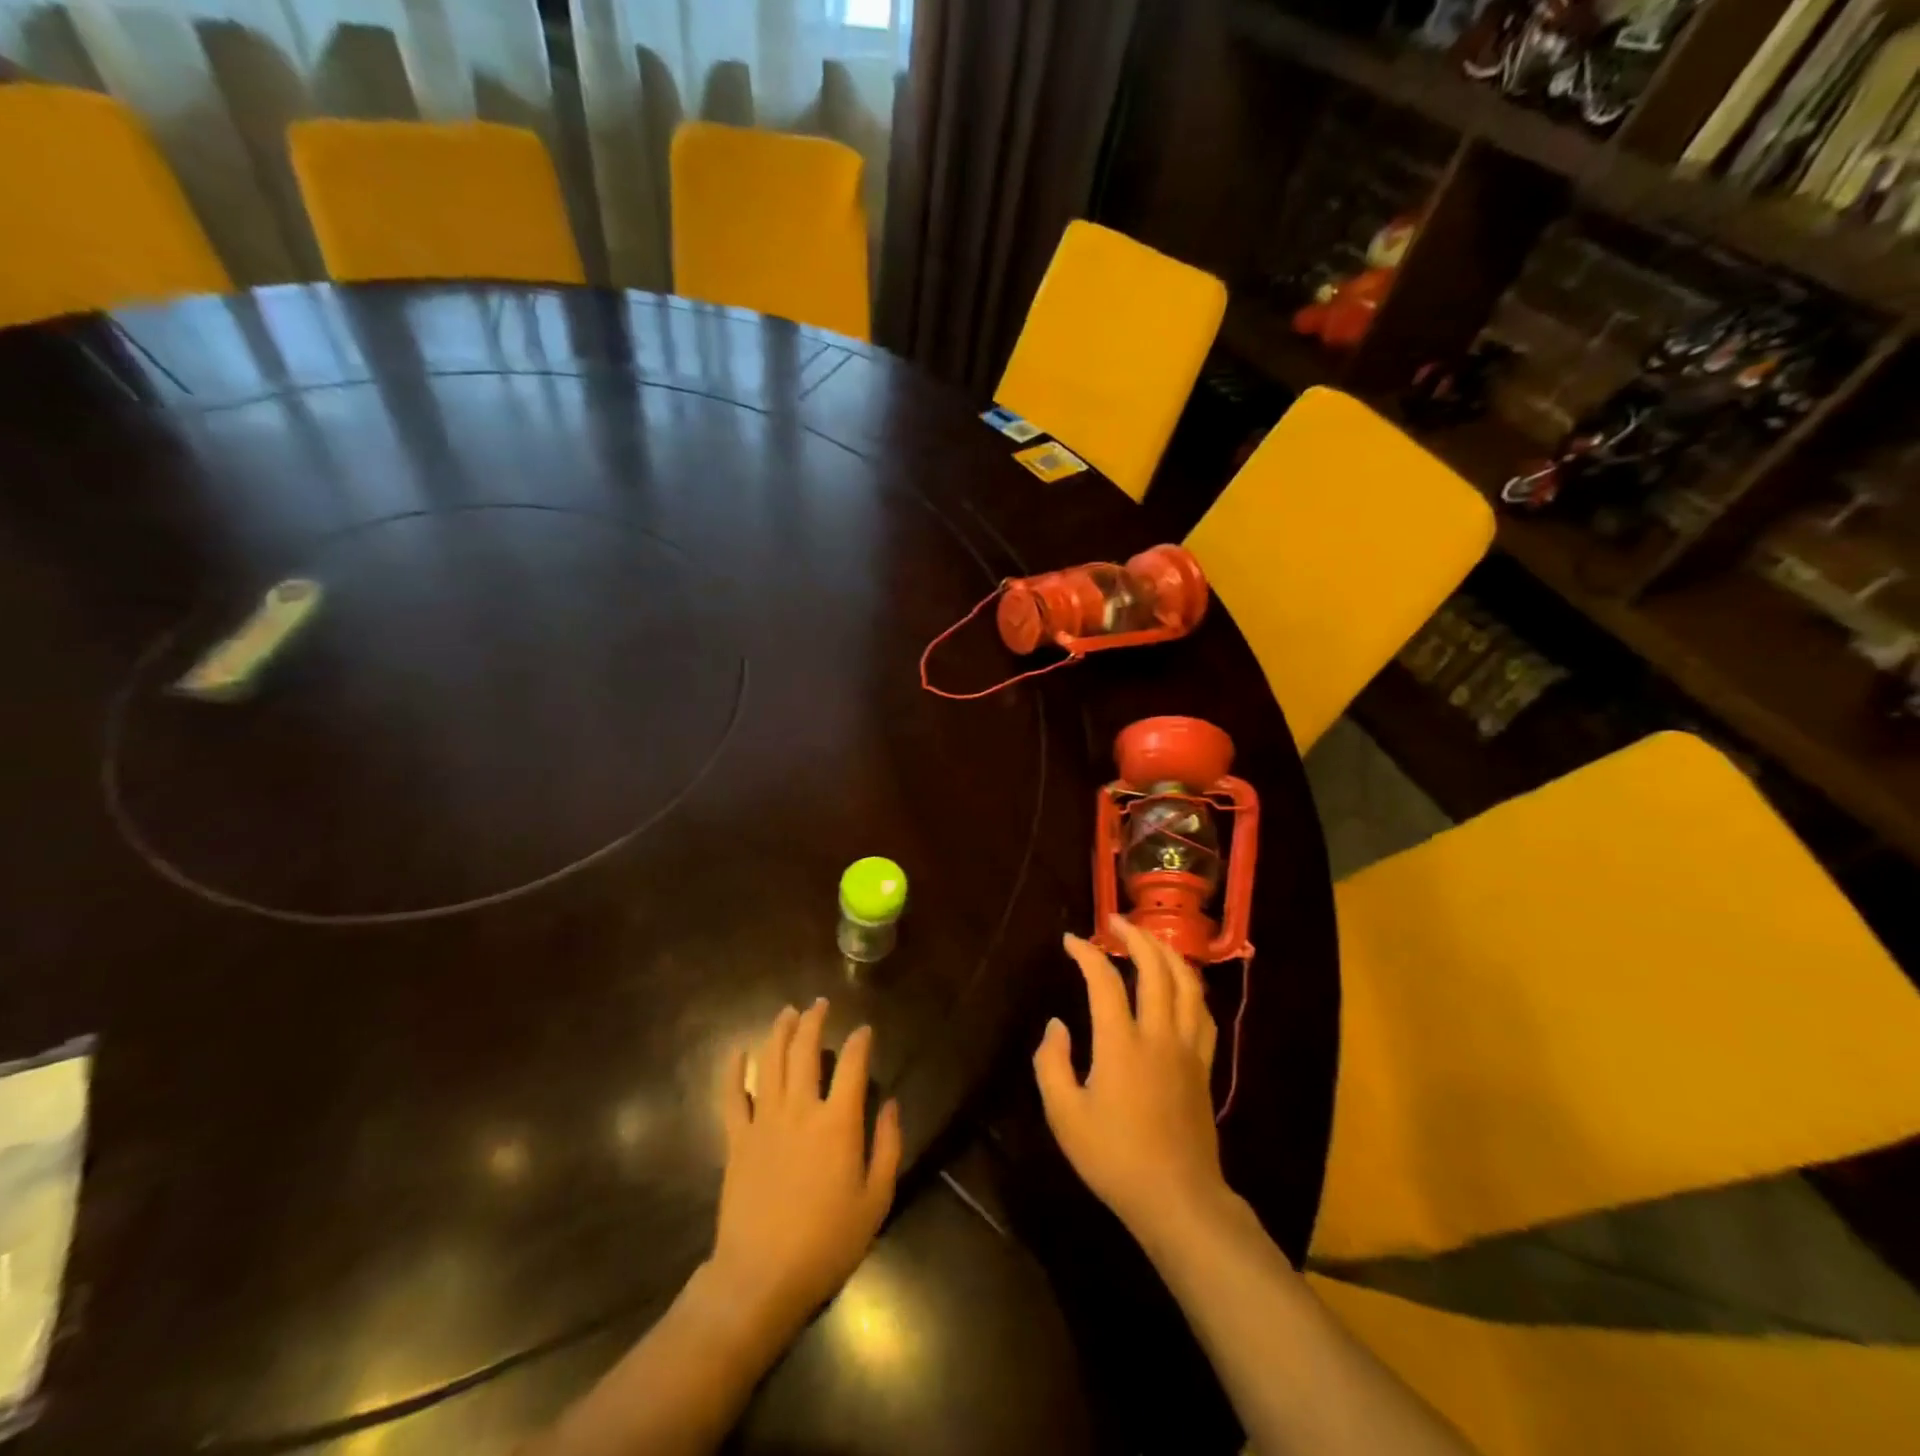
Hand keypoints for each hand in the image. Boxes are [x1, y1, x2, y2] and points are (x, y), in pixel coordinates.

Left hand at [710, 999, 900, 1334]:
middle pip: (805, 1050)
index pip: (852, 1065)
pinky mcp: (737, 1139)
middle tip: (820, 1004)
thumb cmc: (826, 1243)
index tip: (864, 1030)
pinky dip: (734, 1070)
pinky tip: (738, 1051)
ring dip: (779, 1032)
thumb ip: (888, 1147)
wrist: (760, 1279)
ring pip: (770, 1062)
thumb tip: (891, 1104)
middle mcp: (800, 1109)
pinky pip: (732, 1096)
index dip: (860, 1042)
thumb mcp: (875, 1201)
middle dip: (814, 1021)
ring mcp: (764, 1121)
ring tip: (787, 1012)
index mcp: (837, 1122)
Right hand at [1034, 915, 1227, 1246]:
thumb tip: (1056, 1025)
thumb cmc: (1115, 1159)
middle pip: (1156, 969)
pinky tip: (1180, 983)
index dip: (1087, 953)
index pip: (1105, 981)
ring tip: (1149, 939)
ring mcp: (1187, 1049)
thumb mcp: (1065, 1116)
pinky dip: (1190, 986)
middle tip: (1116, 922)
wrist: (1178, 1199)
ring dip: (1167, 953)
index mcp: (1121, 1044)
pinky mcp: (1204, 1065)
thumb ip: (1052, 1064)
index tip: (1071, 940)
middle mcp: (1159, 1035)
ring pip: (1187, 984)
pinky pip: (1203, 1012)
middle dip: (1136, 937)